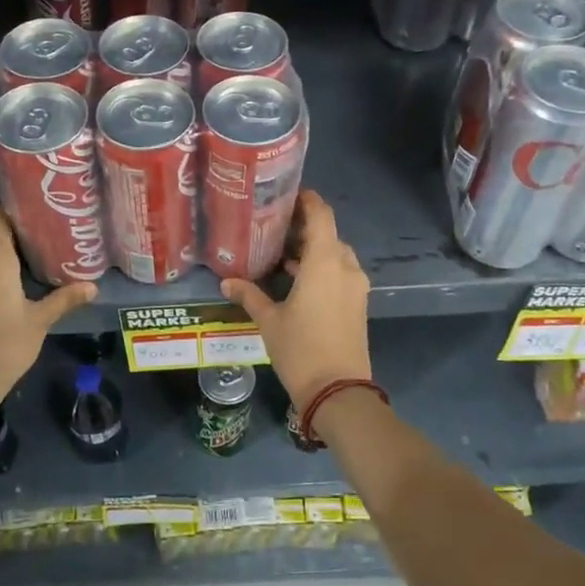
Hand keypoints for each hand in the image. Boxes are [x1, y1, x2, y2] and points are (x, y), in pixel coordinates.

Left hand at [0, 208, 96, 407]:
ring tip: (35, 263)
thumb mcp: (40, 320)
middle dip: (18, 238)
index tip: (39, 214)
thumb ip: (64, 298)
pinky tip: (14, 286)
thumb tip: (93, 287)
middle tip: (48, 241)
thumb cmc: (5, 343)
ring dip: (6, 258)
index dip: (17, 212)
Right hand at [221, 191, 371, 414]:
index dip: (307, 200)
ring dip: (313, 252)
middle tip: (275, 229)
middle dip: (305, 229)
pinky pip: (340, 274)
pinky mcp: (357, 304)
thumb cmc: (301, 349)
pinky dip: (322, 270)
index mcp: (325, 262)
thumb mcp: (269, 321)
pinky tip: (297, 282)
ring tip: (282, 256)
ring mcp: (356, 286)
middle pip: (328, 235)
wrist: (338, 391)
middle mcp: (345, 267)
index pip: (321, 215)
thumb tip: (226, 281)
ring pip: (335, 256)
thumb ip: (249, 295)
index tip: (287, 195)